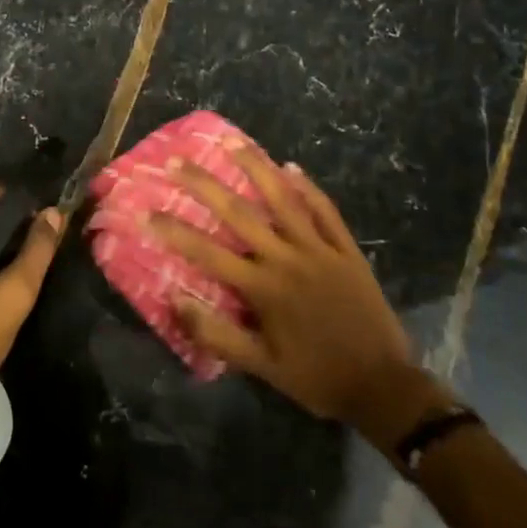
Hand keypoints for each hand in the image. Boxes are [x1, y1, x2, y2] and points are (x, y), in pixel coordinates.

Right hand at [149, 150, 447, 446]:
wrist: (382, 386)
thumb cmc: (315, 377)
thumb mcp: (261, 367)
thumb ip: (216, 334)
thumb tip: (175, 300)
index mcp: (262, 287)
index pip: (206, 252)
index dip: (172, 230)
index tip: (144, 210)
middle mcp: (287, 258)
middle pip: (239, 212)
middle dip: (204, 185)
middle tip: (177, 161)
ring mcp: (319, 249)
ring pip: (283, 200)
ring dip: (255, 168)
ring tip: (232, 141)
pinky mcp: (347, 250)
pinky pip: (325, 211)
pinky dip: (308, 188)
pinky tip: (291, 167)